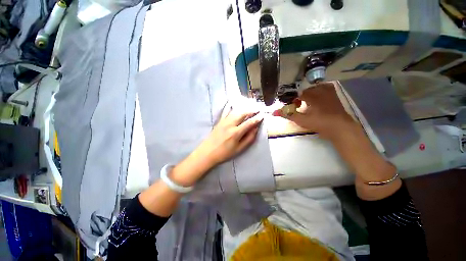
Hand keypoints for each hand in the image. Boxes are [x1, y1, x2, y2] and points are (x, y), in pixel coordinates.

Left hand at [195, 109, 263, 166]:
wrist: (207, 152)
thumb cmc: (224, 153)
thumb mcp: (239, 149)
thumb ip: (249, 138)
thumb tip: (255, 129)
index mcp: (236, 132)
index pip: (249, 123)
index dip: (257, 118)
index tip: (262, 115)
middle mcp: (230, 124)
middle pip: (242, 114)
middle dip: (251, 111)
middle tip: (257, 110)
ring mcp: (224, 121)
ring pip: (236, 112)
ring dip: (244, 110)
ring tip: (250, 110)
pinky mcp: (219, 121)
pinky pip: (227, 112)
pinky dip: (233, 109)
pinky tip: (237, 108)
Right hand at [274, 82, 356, 139]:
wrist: (340, 127)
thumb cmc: (319, 122)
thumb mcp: (301, 120)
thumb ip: (287, 115)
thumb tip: (273, 112)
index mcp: (311, 95)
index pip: (297, 94)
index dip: (293, 100)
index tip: (292, 107)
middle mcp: (320, 90)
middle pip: (306, 91)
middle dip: (301, 98)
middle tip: (299, 106)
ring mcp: (329, 92)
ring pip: (315, 89)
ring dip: (309, 95)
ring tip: (307, 104)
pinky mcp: (334, 95)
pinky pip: (324, 89)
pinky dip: (319, 93)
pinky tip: (318, 100)